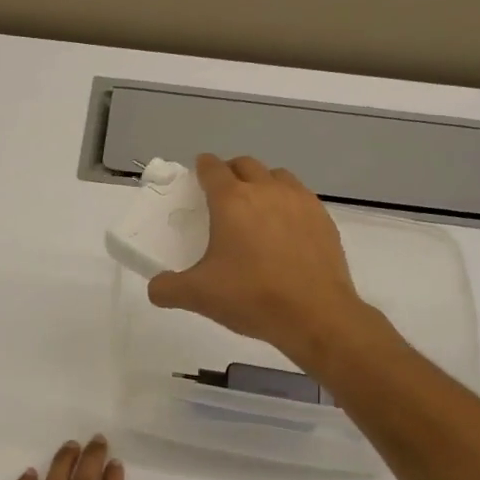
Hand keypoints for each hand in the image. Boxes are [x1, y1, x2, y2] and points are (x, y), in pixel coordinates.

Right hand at [148, 154, 380, 368]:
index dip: (202, 168)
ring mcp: (299, 202)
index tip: (197, 175)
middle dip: (231, 172)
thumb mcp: (198, 296)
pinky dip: (287, 203)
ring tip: (255, 208)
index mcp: (231, 201)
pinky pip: (301, 197)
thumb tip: (156, 288)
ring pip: (277, 176)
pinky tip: (284, 230)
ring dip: (262, 183)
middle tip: (222, 194)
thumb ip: (167, 288)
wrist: (315, 314)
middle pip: (246, 165)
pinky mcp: (323, 219)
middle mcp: (266, 191)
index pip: (212, 168)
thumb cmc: (251, 297)